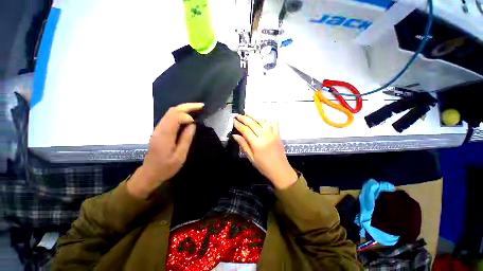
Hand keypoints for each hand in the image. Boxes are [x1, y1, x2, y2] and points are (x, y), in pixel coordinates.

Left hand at [127, 103, 203, 198]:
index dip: (187, 116)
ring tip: (197, 108)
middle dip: (187, 106)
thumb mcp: (180, 156)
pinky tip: (188, 116)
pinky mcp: (160, 130)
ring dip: (184, 108)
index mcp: (165, 135)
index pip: (175, 117)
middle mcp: (159, 129)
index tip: (196, 122)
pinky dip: (180, 113)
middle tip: (201, 105)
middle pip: (172, 111)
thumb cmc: (166, 167)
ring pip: (170, 112)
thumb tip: (192, 125)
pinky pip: (170, 117)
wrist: (150, 173)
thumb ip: (186, 139)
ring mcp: (158, 129)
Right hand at [233, 114, 297, 188]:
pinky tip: (266, 116)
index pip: (245, 130)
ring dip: (254, 116)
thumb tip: (235, 135)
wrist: (280, 171)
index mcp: (257, 143)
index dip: (239, 125)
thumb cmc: (264, 166)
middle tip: (238, 115)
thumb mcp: (251, 158)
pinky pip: (274, 124)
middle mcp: (265, 136)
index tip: (234, 120)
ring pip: (262, 121)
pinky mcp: (278, 135)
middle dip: (244, 118)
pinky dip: (270, 119)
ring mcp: (272, 134)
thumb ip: (244, 145)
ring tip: (247, 113)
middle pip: (253, 124)